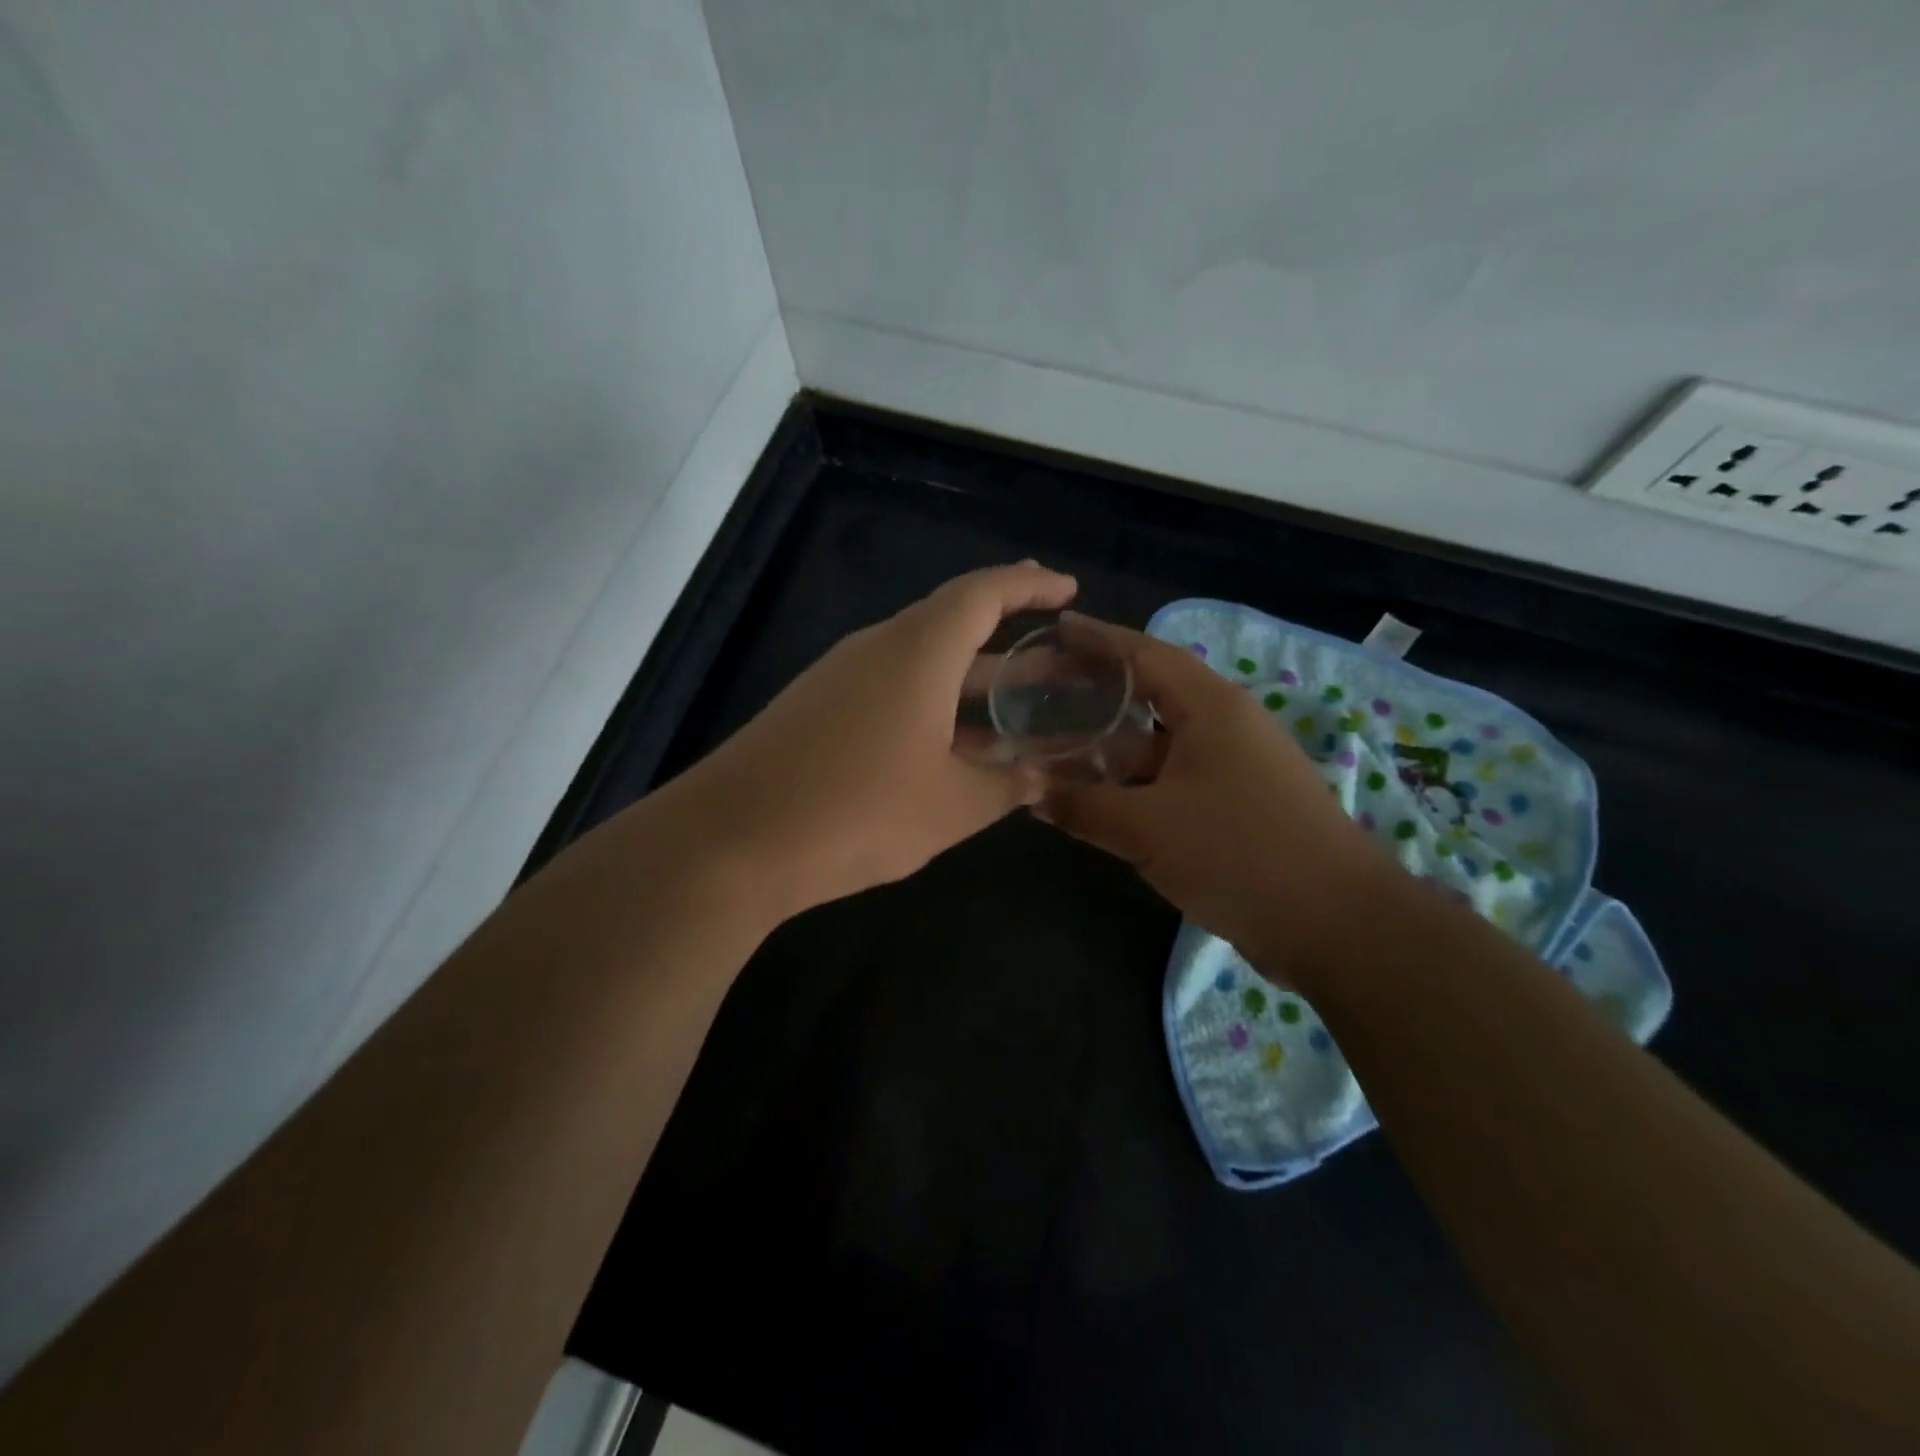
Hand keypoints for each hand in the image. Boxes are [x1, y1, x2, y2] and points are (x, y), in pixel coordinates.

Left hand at [673, 563, 1078, 916]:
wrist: (733, 841)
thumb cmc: (859, 812)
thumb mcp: (951, 806)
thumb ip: (1005, 786)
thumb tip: (1040, 778)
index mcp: (918, 651)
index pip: (983, 593)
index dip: (1029, 585)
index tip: (1066, 588)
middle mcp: (877, 648)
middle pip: (952, 624)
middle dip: (1007, 637)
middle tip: (1054, 655)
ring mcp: (840, 677)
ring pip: (920, 661)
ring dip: (968, 678)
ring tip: (1014, 704)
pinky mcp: (815, 708)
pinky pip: (888, 688)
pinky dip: (930, 703)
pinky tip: (948, 745)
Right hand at [1038, 617, 1387, 985]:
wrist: (1336, 924)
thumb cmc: (1238, 853)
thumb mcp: (1146, 828)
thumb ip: (1082, 805)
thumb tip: (1030, 791)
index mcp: (1210, 707)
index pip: (1143, 654)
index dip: (1096, 639)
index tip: (1055, 629)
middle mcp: (1226, 725)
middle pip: (1151, 693)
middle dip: (1098, 690)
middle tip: (1046, 688)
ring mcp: (1235, 766)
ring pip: (1160, 742)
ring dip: (1113, 744)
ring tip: (1059, 742)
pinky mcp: (1238, 804)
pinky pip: (1173, 778)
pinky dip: (1134, 780)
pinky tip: (1101, 795)